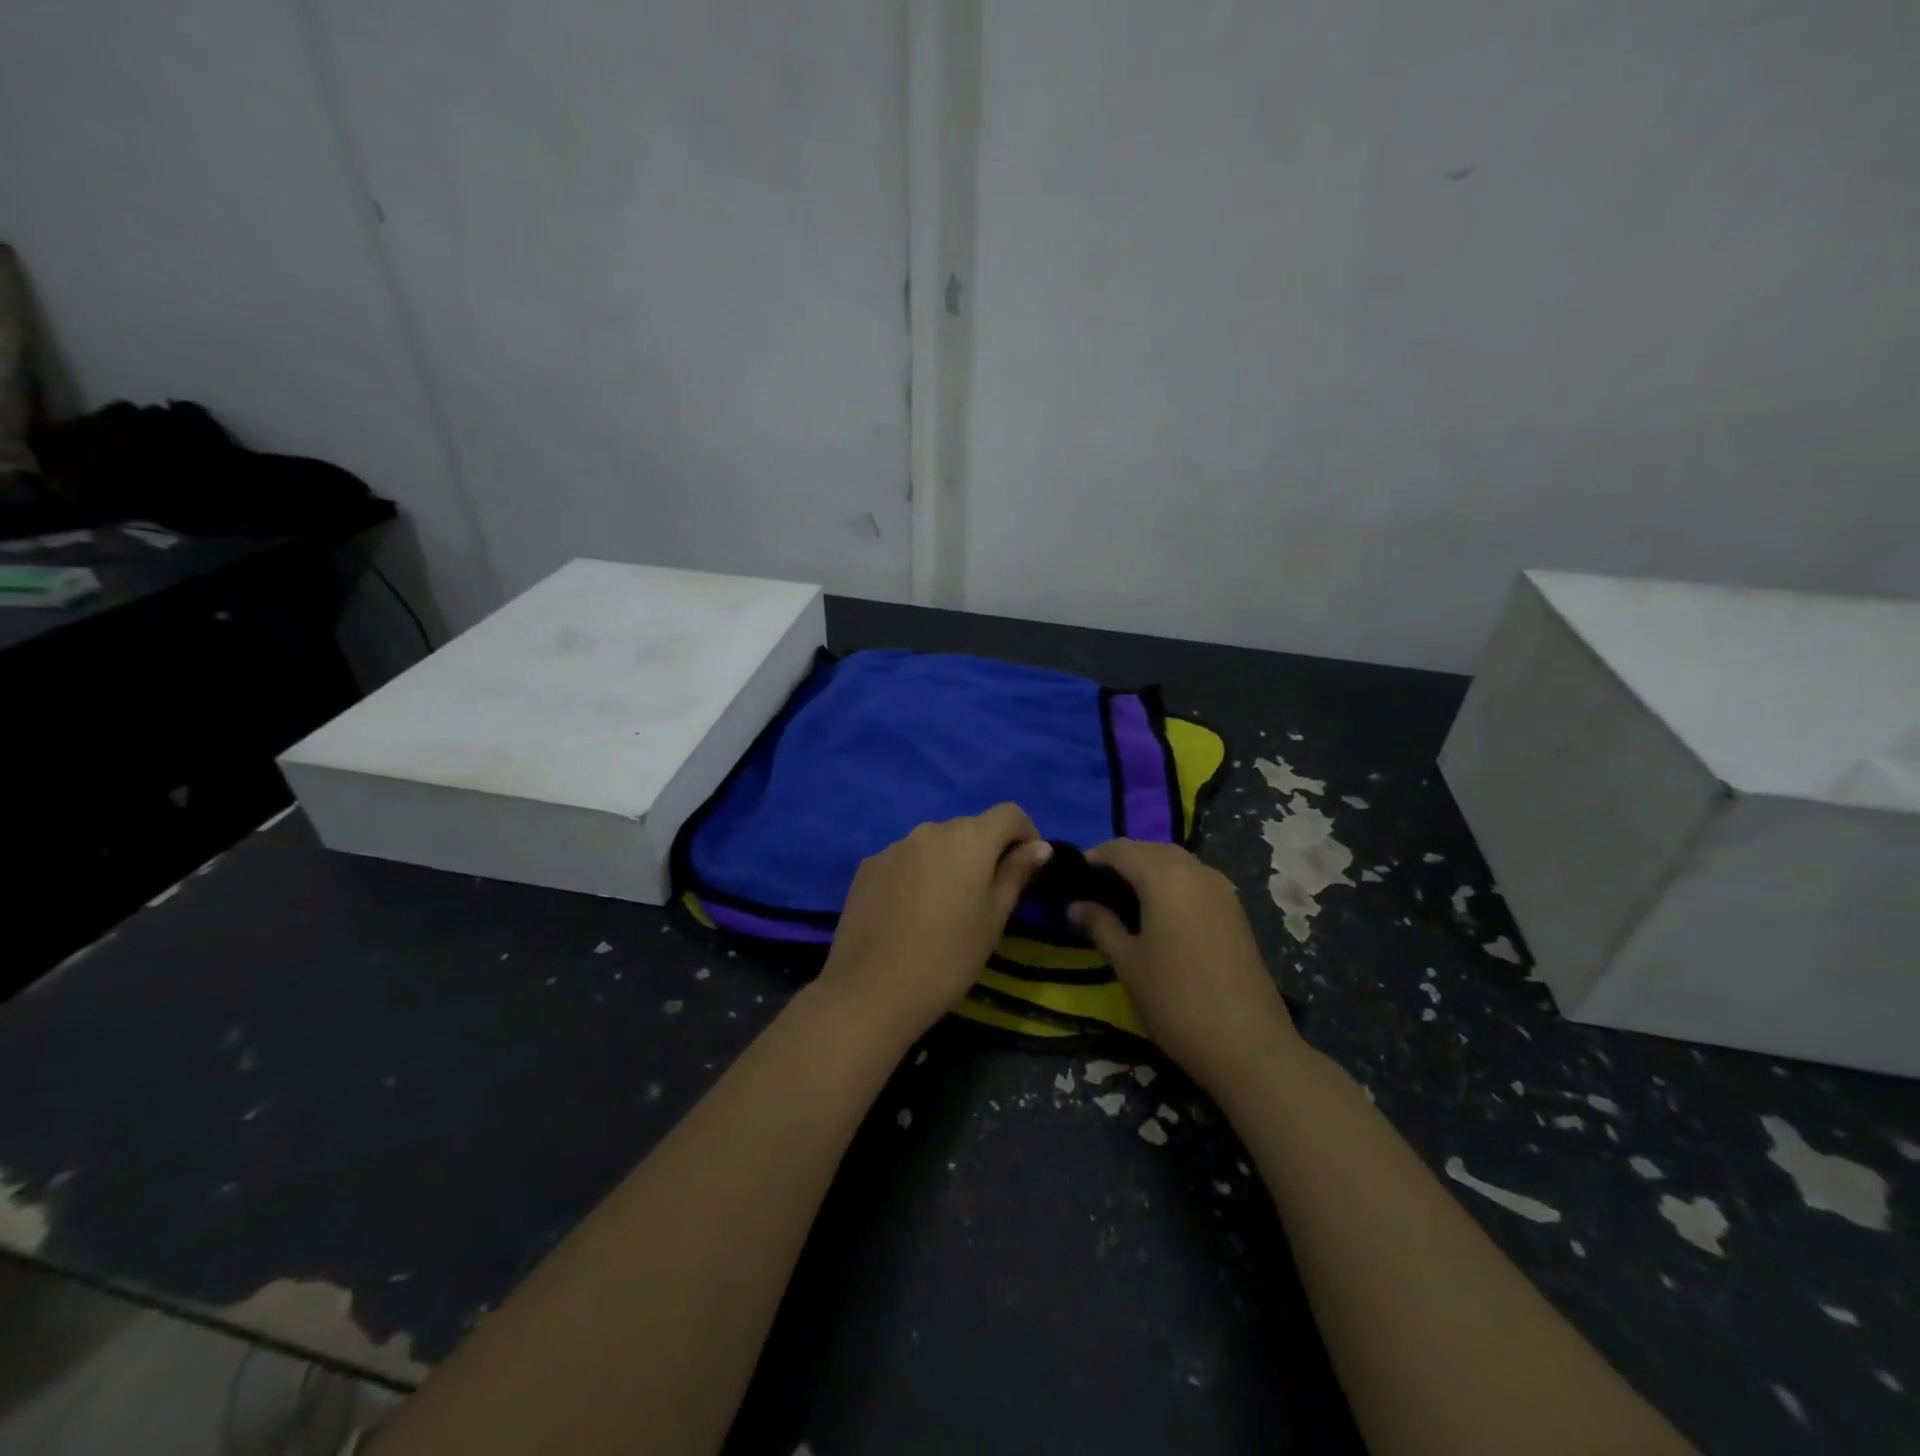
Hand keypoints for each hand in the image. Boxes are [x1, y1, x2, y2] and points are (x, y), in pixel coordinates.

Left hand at [816, 804, 1052, 1046]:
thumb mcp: (994, 919)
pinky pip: (906, 859)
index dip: (1026, 834)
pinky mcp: (868, 866)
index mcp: (968, 839)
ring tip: (946, 909)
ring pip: (935, 844)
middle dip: (987, 851)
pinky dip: (918, 874)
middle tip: (989, 897)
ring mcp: (894, 846)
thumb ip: (1016, 874)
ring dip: (950, 863)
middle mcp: (930, 830)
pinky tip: (911, 913)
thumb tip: (1038, 847)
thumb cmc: (948, 958)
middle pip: (971, 827)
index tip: (1028, 869)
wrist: (871, 991)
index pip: (1009, 813)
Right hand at [1070, 840, 1298, 1094]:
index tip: (1072, 877)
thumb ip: (1100, 925)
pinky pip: (1195, 880)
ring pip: (1177, 863)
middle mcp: (1196, 871)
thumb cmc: (1175, 1000)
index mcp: (1165, 877)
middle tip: (1095, 889)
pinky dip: (1172, 884)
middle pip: (1151, 850)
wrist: (1248, 1045)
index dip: (1094, 856)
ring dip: (1149, 870)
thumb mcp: (1127, 962)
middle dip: (1122, 861)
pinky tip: (1159, 914)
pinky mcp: (1235, 911)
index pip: (1121, 849)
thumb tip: (1074, 906)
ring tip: (1123, 900)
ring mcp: (1222, 890)